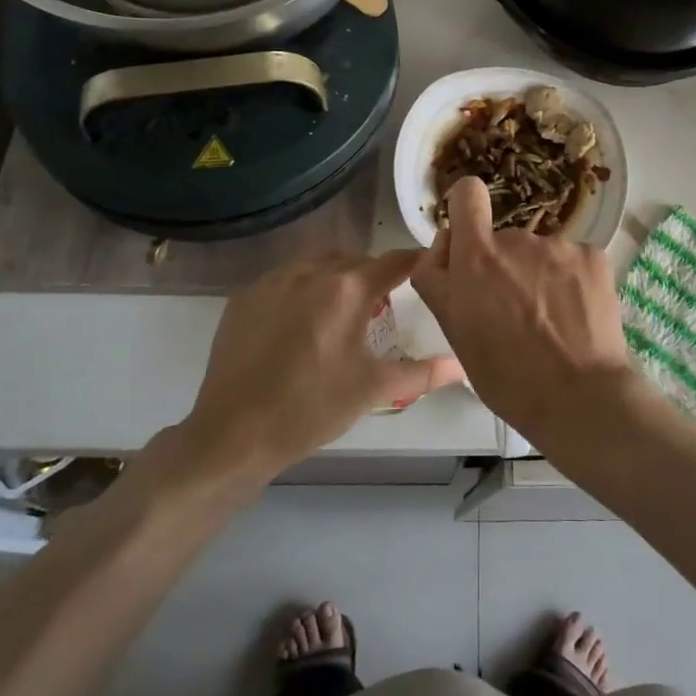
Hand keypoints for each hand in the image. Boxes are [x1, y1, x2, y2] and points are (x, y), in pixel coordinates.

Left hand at [144, 253, 464, 491]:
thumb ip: (422, 373)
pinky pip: (286, 278)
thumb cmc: (311, 409)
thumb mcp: (373, 389)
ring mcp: (273, 280)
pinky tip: (301, 322)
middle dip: (374, 276)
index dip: (416, 263)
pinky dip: (302, 289)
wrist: (233, 434)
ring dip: (337, 278)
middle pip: (356, 261)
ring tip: (341, 313)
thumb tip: (461, 367)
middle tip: (383, 306)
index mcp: (347, 289)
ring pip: (319, 265)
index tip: (429, 269)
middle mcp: (311, 271)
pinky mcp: (245, 295)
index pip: (394, 261)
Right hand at [411, 177, 637, 442]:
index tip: (470, 235)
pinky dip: (572, 282)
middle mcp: (518, 240)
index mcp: (477, 257)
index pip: (467, 195)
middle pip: (503, 240)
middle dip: (504, 267)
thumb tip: (445, 245)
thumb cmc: (505, 374)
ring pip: (540, 255)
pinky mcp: (594, 256)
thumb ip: (439, 279)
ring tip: (549, 323)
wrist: (579, 396)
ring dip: (539, 277)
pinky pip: (573, 261)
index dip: (465, 206)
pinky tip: (576, 317)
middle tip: (513, 314)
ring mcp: (560, 246)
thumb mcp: (453, 331)